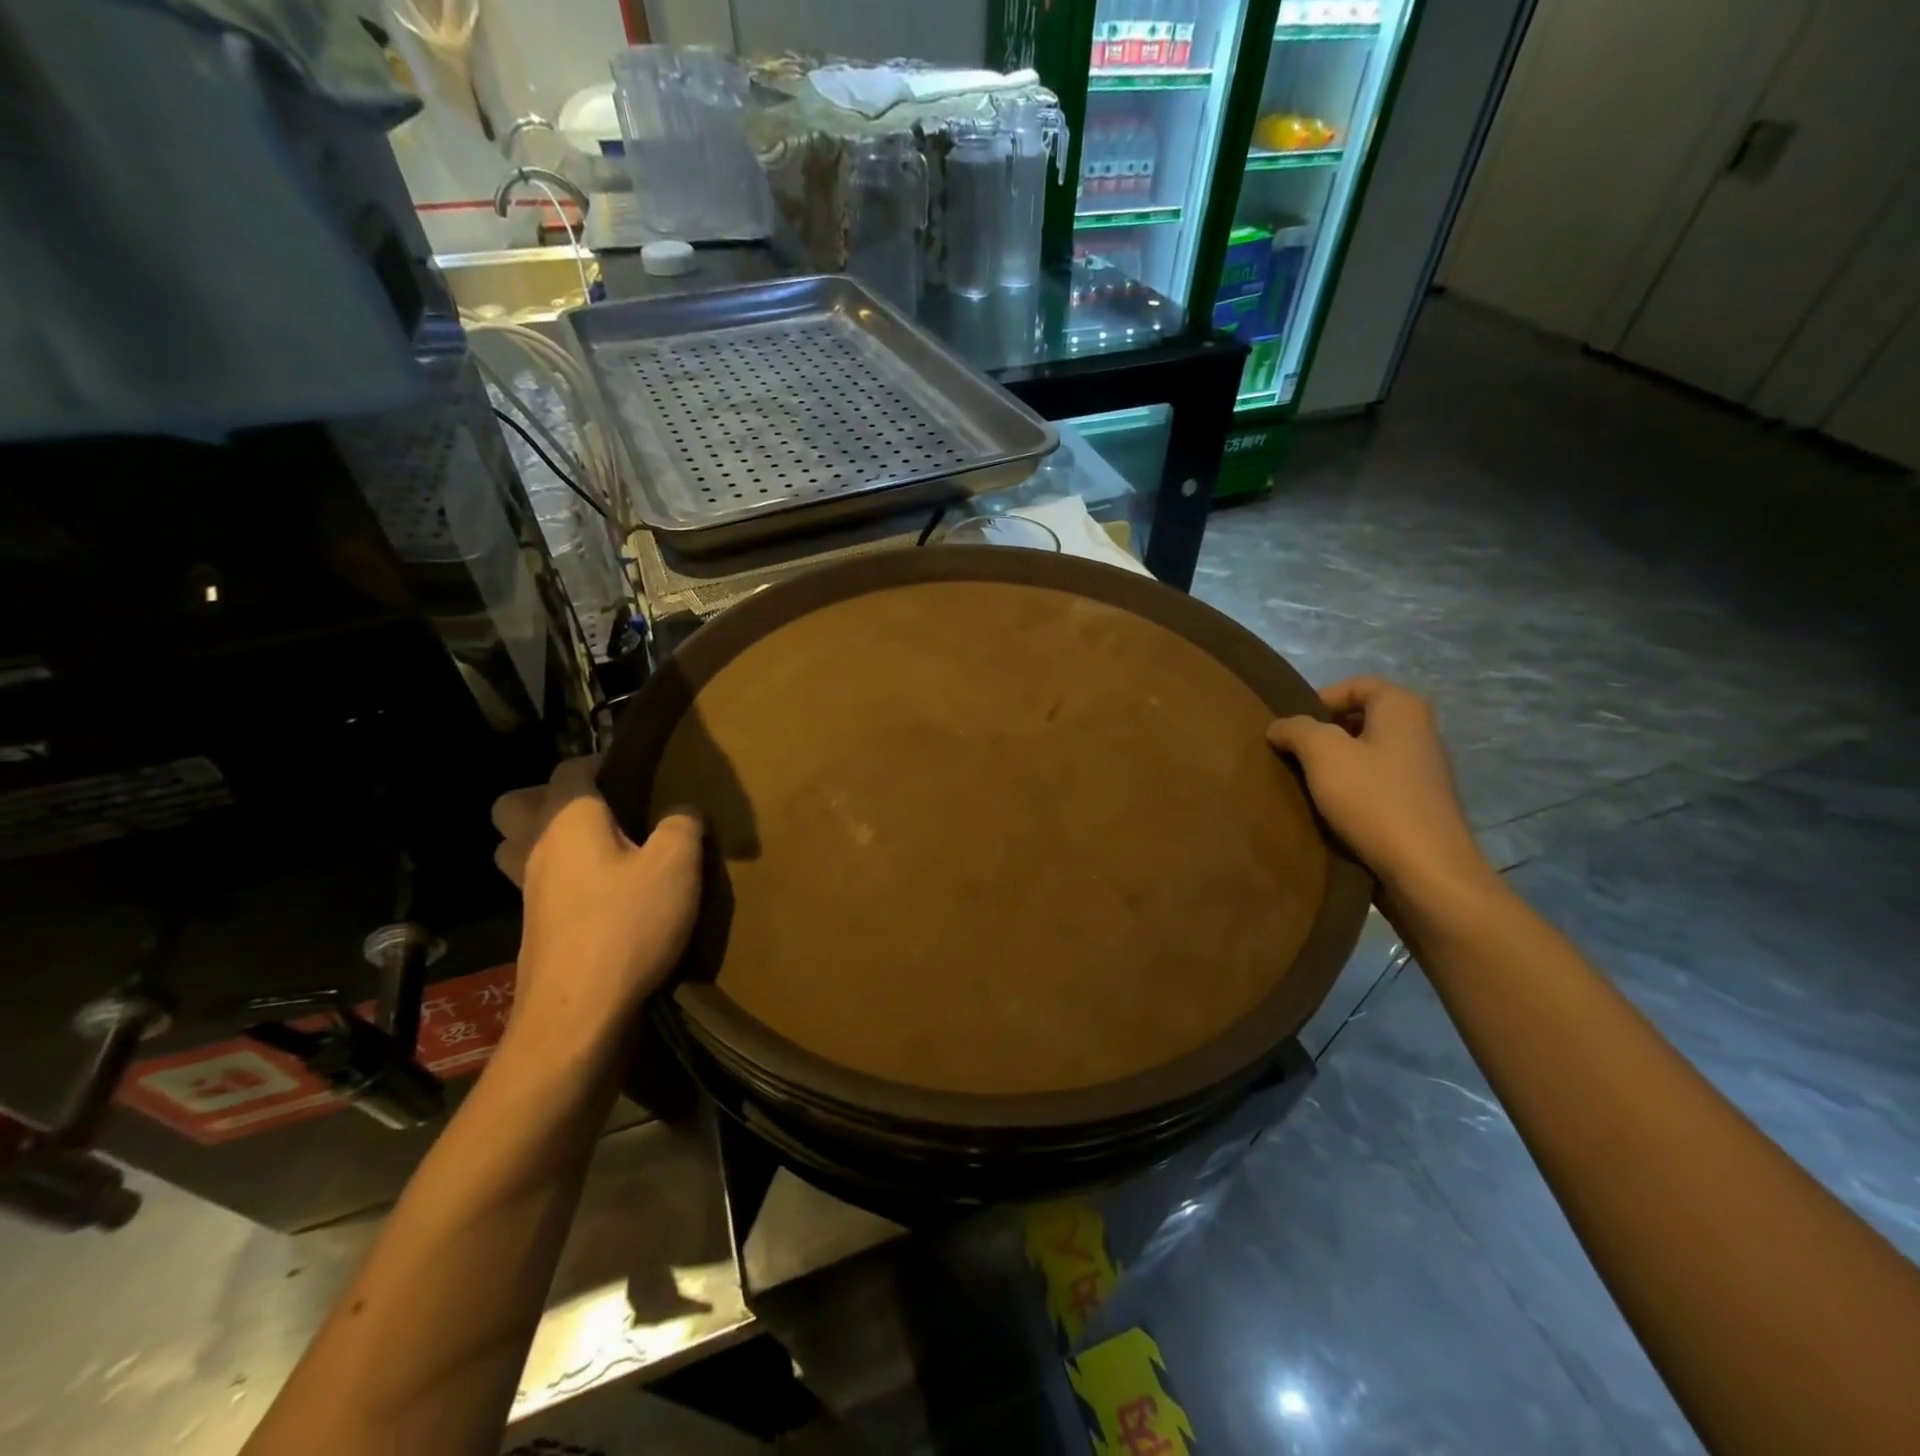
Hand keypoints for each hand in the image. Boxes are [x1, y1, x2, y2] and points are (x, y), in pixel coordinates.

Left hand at [491, 758, 702, 1055]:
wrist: (578, 1013)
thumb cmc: (627, 925)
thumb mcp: (677, 865)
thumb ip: (683, 824)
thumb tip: (682, 809)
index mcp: (568, 820)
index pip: (571, 768)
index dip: (602, 762)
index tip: (636, 772)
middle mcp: (536, 847)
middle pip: (517, 805)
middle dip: (550, 797)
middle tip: (602, 811)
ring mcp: (527, 890)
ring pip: (515, 846)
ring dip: (543, 838)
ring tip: (597, 849)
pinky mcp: (534, 926)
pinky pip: (534, 883)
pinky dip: (558, 877)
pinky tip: (600, 893)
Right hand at [1266, 677, 1496, 907]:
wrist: (1426, 870)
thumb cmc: (1374, 800)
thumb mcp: (1323, 754)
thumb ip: (1297, 729)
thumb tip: (1280, 726)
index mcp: (1402, 709)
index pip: (1356, 684)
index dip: (1320, 698)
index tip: (1292, 727)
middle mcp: (1419, 732)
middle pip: (1361, 719)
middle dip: (1323, 733)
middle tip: (1292, 754)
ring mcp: (1422, 770)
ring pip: (1367, 753)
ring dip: (1335, 765)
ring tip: (1305, 784)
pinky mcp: (1418, 804)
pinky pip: (1376, 784)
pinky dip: (1351, 790)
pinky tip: (1331, 810)